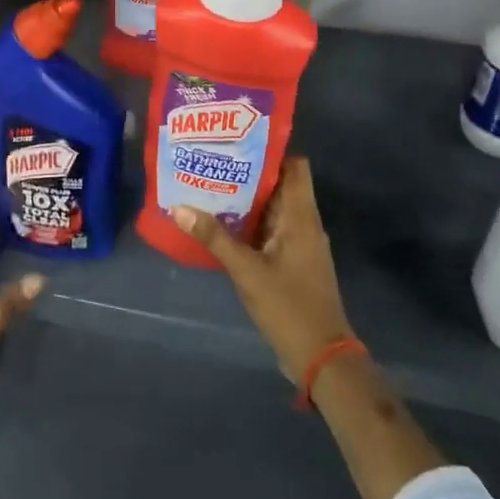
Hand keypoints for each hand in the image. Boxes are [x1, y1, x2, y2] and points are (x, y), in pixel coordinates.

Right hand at [173, 158, 352, 385]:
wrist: (321, 357)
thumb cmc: (288, 306)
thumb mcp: (246, 270)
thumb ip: (214, 237)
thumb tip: (178, 207)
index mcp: (301, 216)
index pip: (295, 166)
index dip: (270, 150)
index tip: (237, 141)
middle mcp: (305, 223)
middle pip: (280, 184)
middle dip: (248, 172)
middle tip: (211, 159)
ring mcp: (300, 244)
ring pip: (273, 208)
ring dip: (246, 198)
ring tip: (209, 184)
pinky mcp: (292, 262)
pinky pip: (270, 230)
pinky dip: (249, 223)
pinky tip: (220, 223)